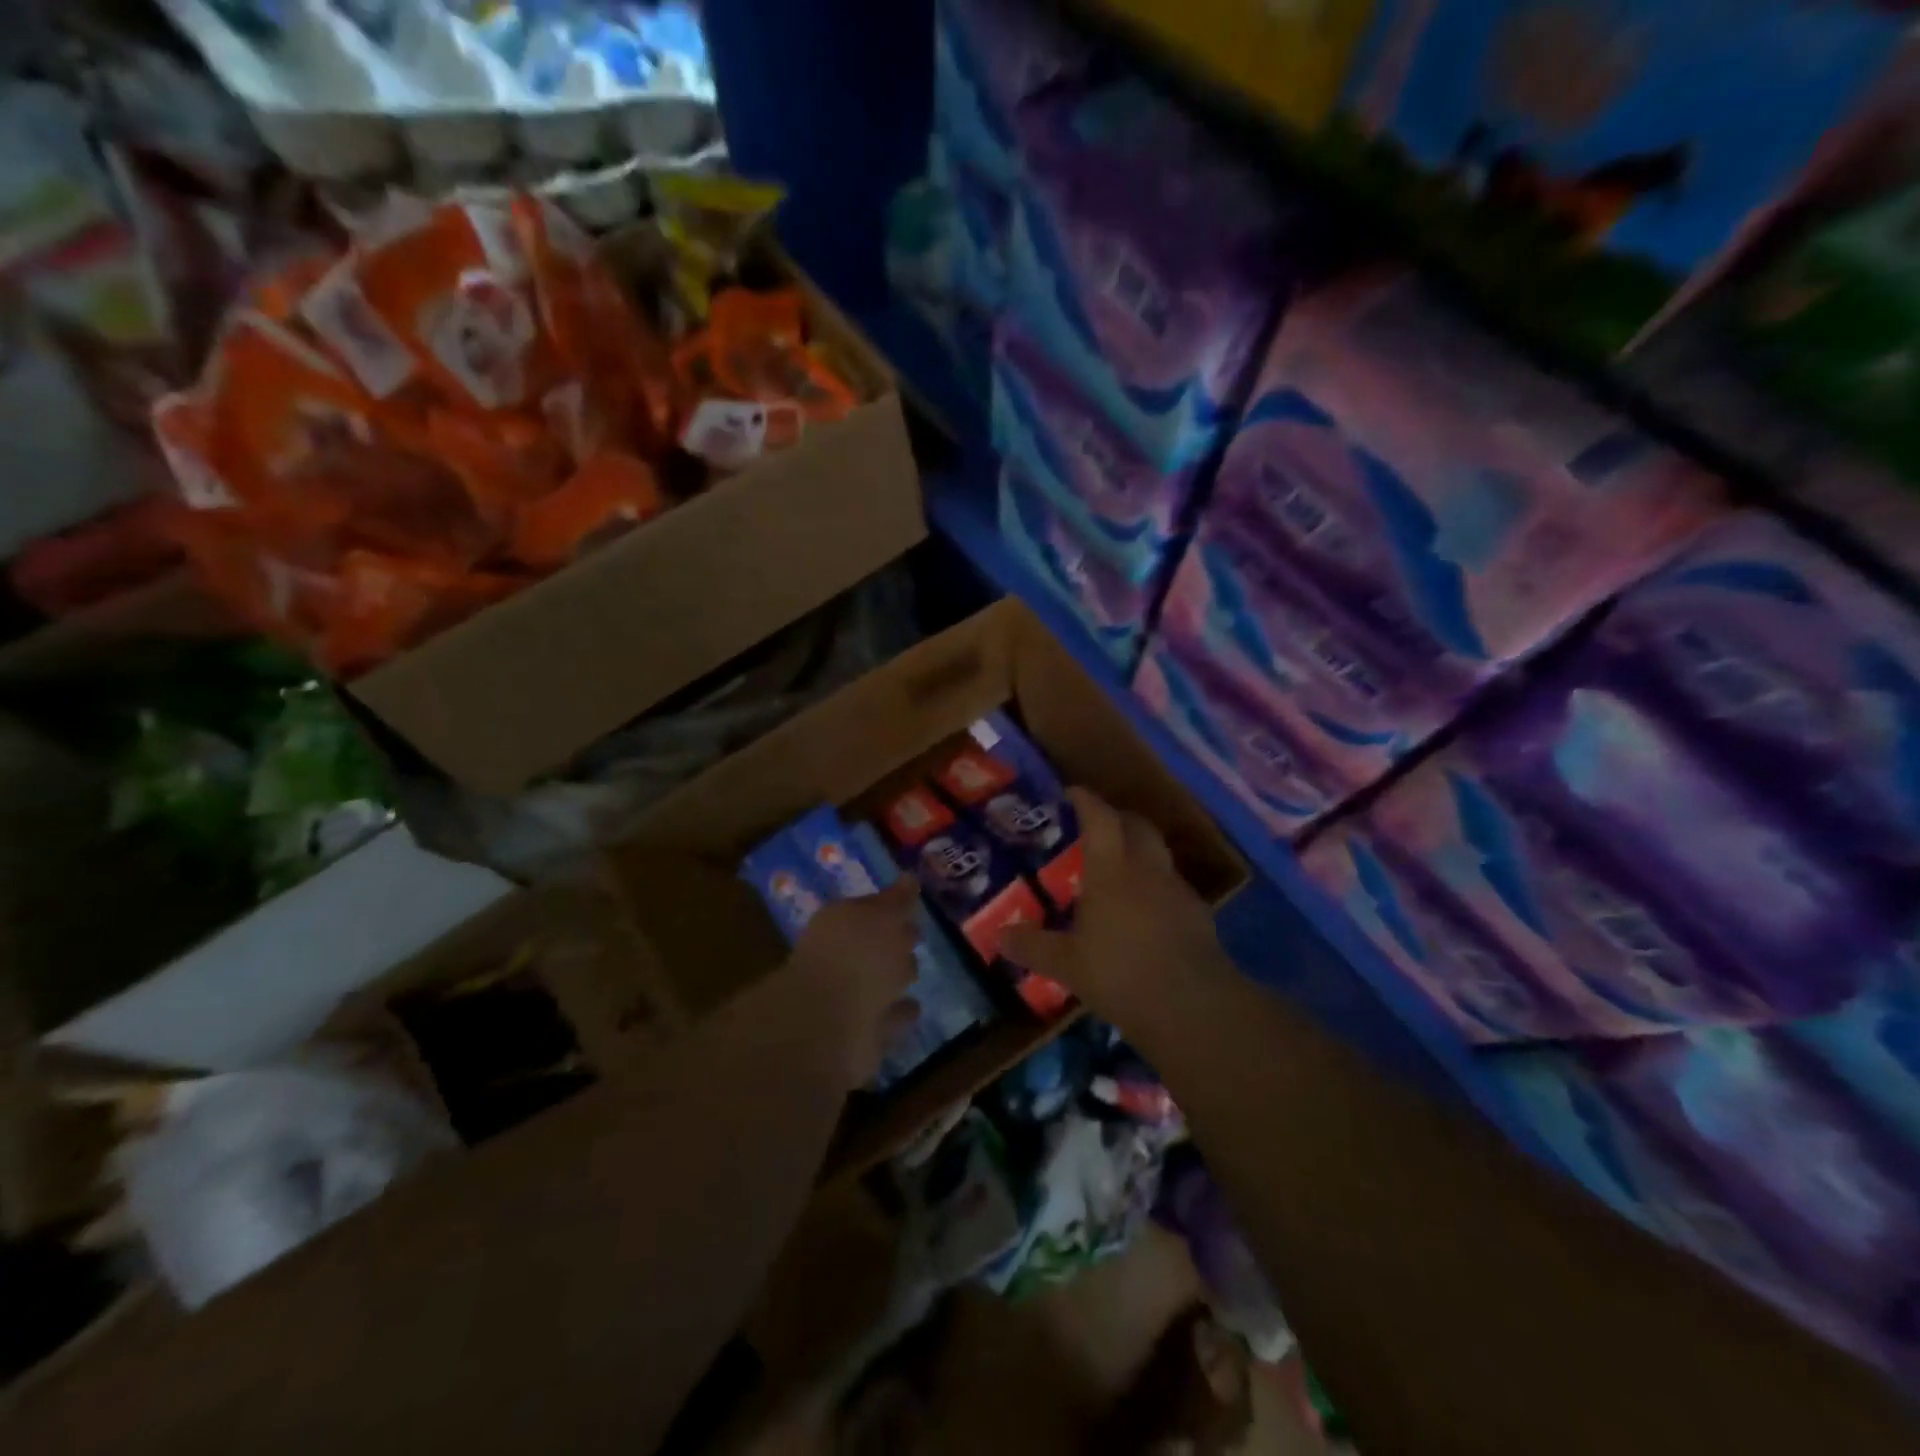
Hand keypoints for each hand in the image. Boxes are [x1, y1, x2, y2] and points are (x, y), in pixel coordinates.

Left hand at [788, 878, 921, 1088]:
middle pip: (874, 946)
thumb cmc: (855, 958)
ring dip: (895, 979)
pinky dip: (899, 1013)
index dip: (889, 906)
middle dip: (894, 942)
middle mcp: (841, 959)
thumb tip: (910, 879)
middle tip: (915, 936)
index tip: (911, 903)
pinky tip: (914, 1007)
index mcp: (840, 924)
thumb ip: (896, 901)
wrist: (829, 1026)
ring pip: (881, 983)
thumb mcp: (879, 917)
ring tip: (914, 974)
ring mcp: (850, 999)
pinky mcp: (863, 1035)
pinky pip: (889, 1018)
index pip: (869, 910)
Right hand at [1003, 788, 1223, 1030]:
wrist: (1192, 1006)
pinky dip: (1156, 886)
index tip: (1073, 792)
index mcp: (1112, 870)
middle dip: (1118, 817)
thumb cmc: (1121, 974)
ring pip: (1158, 854)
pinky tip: (1146, 912)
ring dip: (1139, 851)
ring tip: (1120, 870)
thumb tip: (999, 935)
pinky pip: (1173, 886)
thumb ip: (1032, 946)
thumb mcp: (1066, 964)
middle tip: (1098, 825)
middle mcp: (1147, 870)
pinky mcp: (1198, 915)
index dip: (1087, 801)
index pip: (1101, 818)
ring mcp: (1177, 891)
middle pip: (1137, 826)